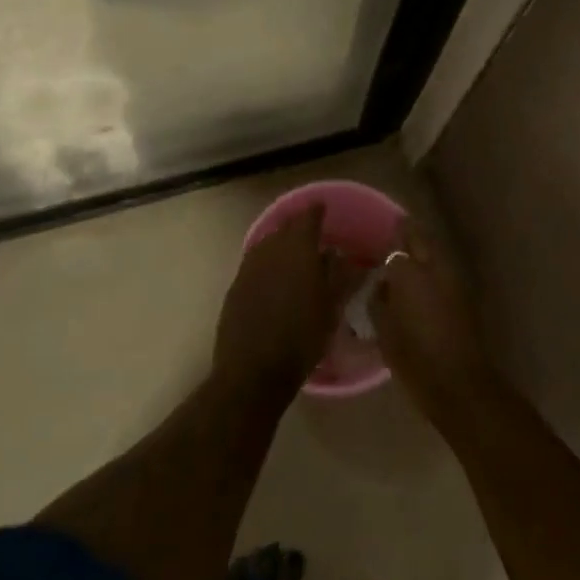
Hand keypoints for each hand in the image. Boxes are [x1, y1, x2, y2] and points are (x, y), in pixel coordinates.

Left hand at [215, 204, 361, 399]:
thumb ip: (340, 275)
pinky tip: (275, 278)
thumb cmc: (301, 338)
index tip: (324, 208)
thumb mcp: (332, 307)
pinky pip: (255, 262)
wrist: (252, 371)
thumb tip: (344, 255)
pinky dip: (267, 262)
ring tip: (295, 255)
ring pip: (268, 243)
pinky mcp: (236, 286)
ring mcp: (249, 266)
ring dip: (281, 243)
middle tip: (314, 234)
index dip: (317, 211)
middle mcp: (270, 249)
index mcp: (297, 248)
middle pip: (286, 227)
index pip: (308, 217)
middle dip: (299, 226)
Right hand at [370, 216, 494, 425]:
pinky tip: (424, 283)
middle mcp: (433, 266)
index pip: (396, 243)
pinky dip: (435, 269)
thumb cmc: (413, 357)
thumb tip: (380, 285)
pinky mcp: (465, 294)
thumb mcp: (383, 329)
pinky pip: (446, 271)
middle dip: (409, 234)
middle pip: (421, 238)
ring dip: (424, 250)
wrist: (458, 382)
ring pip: (436, 252)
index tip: (379, 241)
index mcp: (408, 271)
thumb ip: (378, 299)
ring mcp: (453, 278)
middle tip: (395, 238)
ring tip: (408, 261)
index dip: (388, 240)